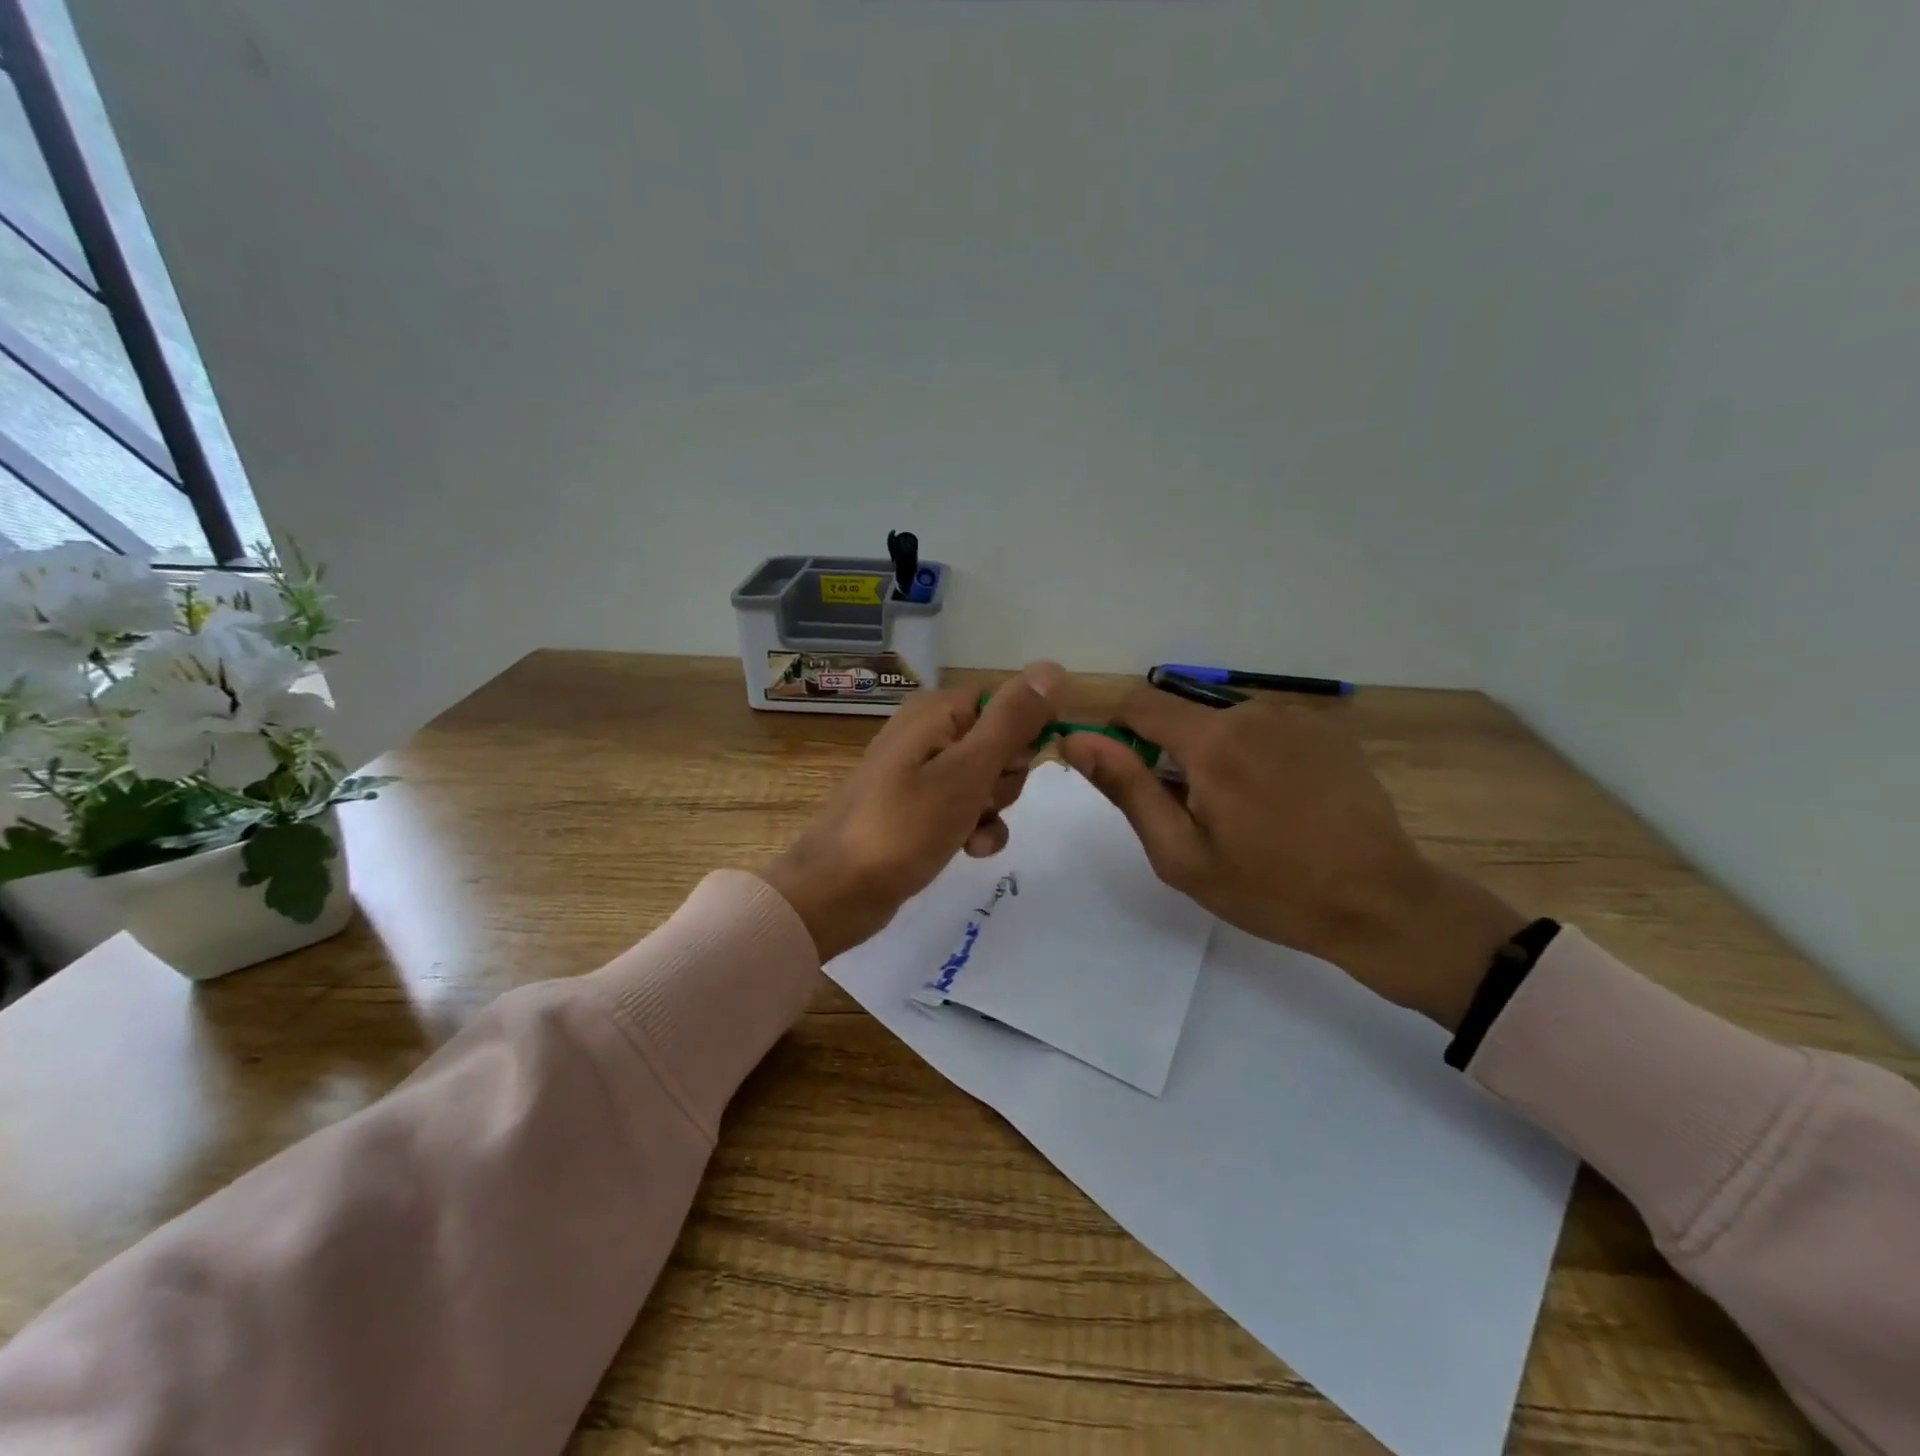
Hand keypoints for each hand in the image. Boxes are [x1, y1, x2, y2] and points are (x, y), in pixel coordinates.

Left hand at [762, 662, 1064, 960]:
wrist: (838, 890)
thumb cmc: (905, 825)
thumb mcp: (968, 770)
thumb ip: (1012, 721)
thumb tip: (1053, 668)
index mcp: (937, 711)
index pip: (1007, 705)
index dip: (1020, 740)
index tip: (1010, 770)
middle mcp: (929, 733)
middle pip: (1001, 746)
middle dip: (1003, 781)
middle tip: (979, 802)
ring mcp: (922, 773)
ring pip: (989, 782)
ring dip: (991, 810)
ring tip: (967, 832)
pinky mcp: (920, 809)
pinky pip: (967, 809)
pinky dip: (975, 829)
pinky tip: (969, 850)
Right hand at [1059, 689, 1525, 1030]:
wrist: (1380, 902)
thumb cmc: (1269, 889)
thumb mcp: (1181, 853)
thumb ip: (1126, 788)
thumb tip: (1078, 739)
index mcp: (1212, 741)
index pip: (1139, 704)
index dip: (1121, 734)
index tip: (1134, 778)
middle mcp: (1252, 711)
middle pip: (1183, 716)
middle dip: (1175, 755)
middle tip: (1200, 816)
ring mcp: (1296, 716)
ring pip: (1224, 723)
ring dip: (1217, 756)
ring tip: (1248, 813)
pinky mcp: (1327, 728)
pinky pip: (1265, 728)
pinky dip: (1256, 755)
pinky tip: (1284, 801)